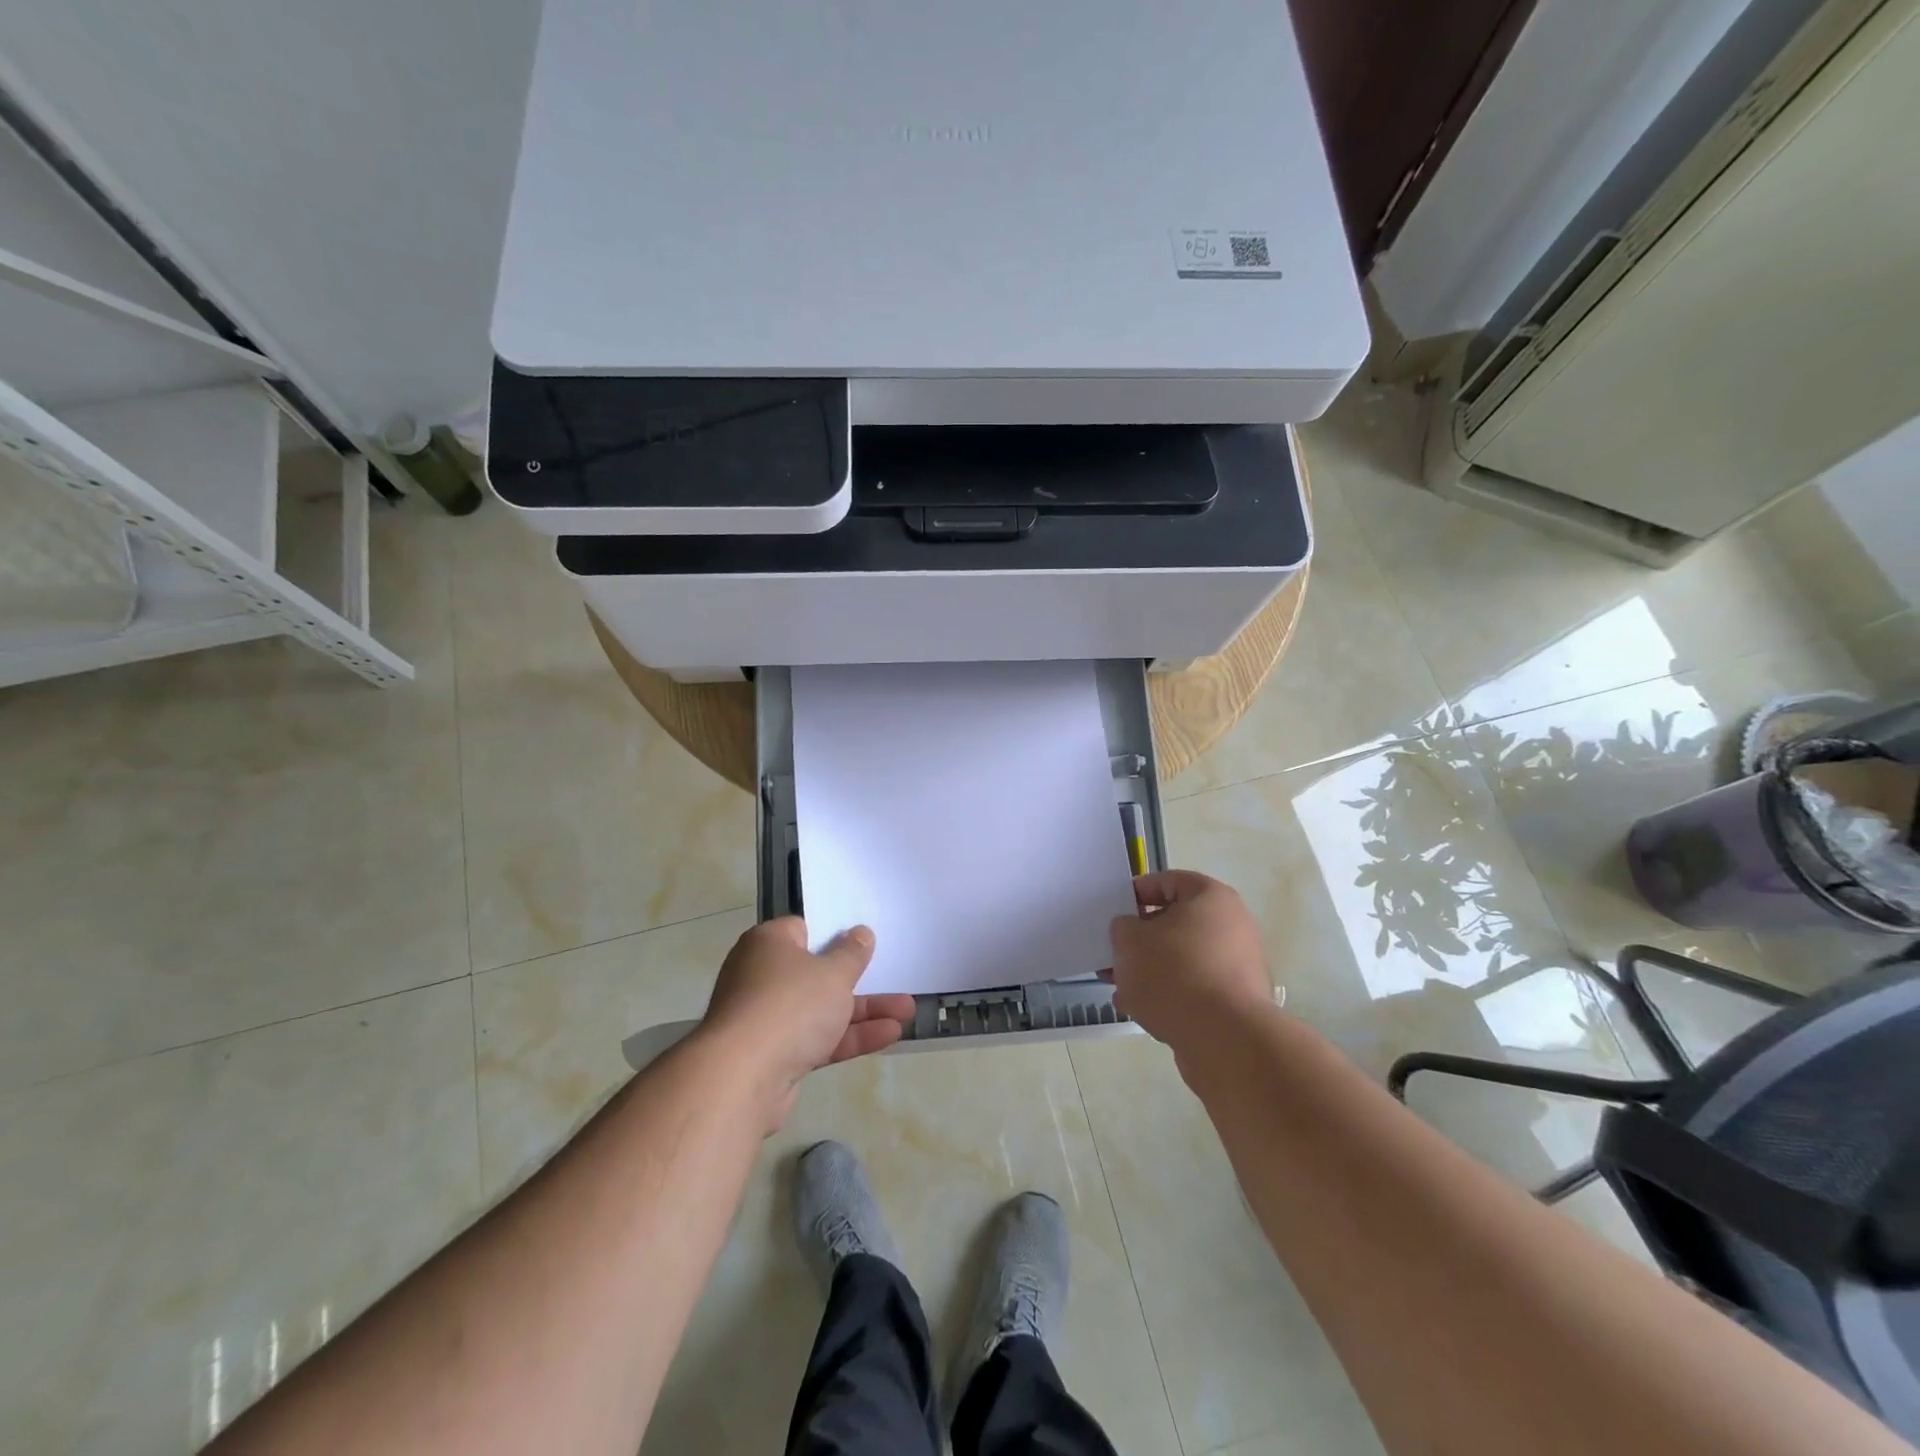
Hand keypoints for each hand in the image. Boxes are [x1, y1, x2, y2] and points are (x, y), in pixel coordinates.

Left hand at [699, 918, 914, 1130]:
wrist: (743, 1077)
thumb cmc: (790, 1005)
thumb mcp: (833, 972)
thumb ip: (852, 954)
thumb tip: (860, 933)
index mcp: (768, 944)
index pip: (803, 930)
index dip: (834, 934)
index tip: (862, 941)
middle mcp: (762, 976)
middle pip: (816, 973)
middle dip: (858, 980)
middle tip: (892, 976)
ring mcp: (768, 1019)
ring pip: (822, 1009)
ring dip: (864, 1011)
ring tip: (907, 1010)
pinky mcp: (775, 1056)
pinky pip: (819, 1039)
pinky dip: (850, 1036)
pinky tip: (890, 1034)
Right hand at [1109, 871, 1272, 1055]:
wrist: (1224, 1038)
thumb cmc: (1174, 973)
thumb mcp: (1129, 940)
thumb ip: (1122, 927)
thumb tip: (1131, 932)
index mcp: (1210, 897)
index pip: (1167, 881)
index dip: (1135, 894)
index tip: (1113, 913)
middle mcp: (1231, 925)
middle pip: (1174, 923)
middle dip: (1139, 939)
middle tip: (1113, 953)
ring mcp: (1237, 964)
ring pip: (1181, 958)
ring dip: (1149, 969)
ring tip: (1120, 987)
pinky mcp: (1235, 1000)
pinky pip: (1193, 987)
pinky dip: (1168, 993)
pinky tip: (1139, 1009)